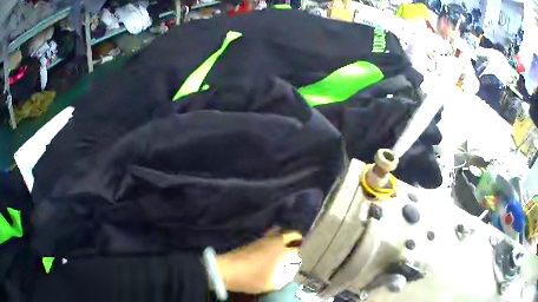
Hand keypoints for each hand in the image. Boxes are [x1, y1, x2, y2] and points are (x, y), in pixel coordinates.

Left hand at [216, 230, 301, 293]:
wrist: (227, 270)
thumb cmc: (251, 278)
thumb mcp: (272, 284)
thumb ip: (285, 278)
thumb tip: (291, 272)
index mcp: (282, 251)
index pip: (299, 248)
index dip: (305, 252)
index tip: (307, 257)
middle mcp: (275, 241)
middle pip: (292, 234)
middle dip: (299, 239)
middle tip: (302, 247)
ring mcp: (264, 239)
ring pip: (280, 231)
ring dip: (287, 236)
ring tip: (289, 246)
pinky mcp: (255, 240)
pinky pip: (271, 234)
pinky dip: (277, 237)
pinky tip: (276, 247)